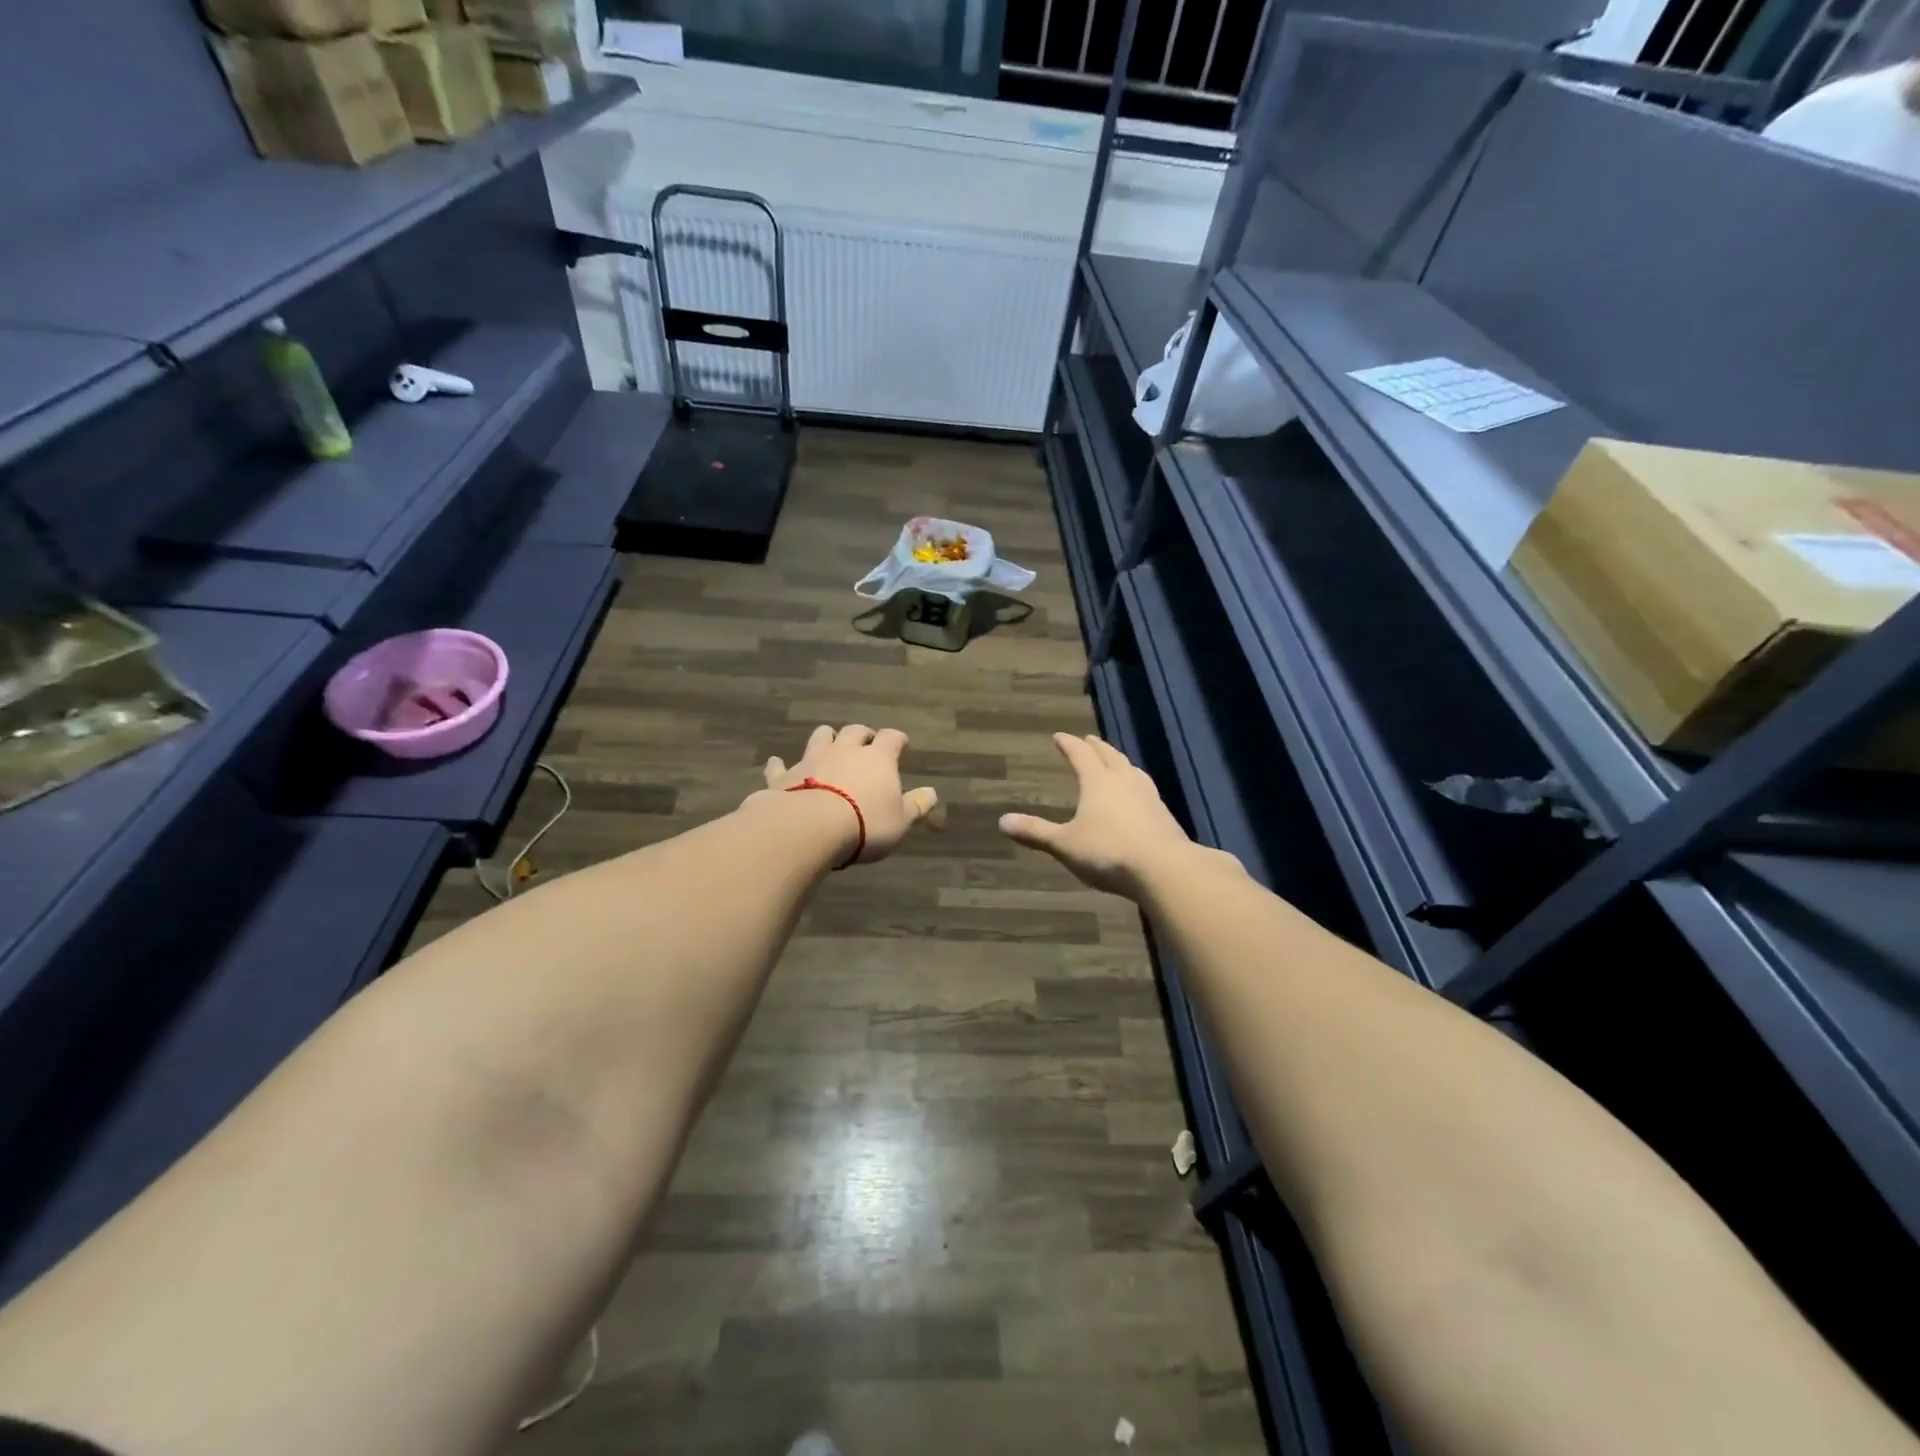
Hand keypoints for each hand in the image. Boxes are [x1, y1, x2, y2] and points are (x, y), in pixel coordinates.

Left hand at [746, 723, 939, 865]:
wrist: (810, 827)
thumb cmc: (865, 825)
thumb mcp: (900, 821)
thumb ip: (916, 806)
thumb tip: (933, 793)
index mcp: (877, 758)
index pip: (891, 739)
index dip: (897, 739)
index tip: (900, 743)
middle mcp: (845, 750)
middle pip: (855, 732)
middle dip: (862, 735)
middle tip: (866, 742)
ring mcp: (812, 759)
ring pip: (821, 737)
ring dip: (827, 738)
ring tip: (829, 744)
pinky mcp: (785, 775)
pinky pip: (781, 765)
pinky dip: (781, 764)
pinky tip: (778, 764)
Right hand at [999, 733, 1195, 898]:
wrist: (1164, 869)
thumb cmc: (1108, 851)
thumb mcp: (1064, 844)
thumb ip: (1036, 832)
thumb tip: (1002, 821)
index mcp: (1098, 781)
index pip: (1080, 755)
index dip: (1068, 744)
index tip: (1059, 736)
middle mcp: (1124, 781)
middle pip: (1109, 756)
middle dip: (1097, 747)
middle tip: (1089, 739)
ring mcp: (1148, 796)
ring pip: (1132, 770)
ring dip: (1120, 763)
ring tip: (1115, 763)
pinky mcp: (1164, 815)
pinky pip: (1146, 790)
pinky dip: (1135, 785)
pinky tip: (1137, 797)